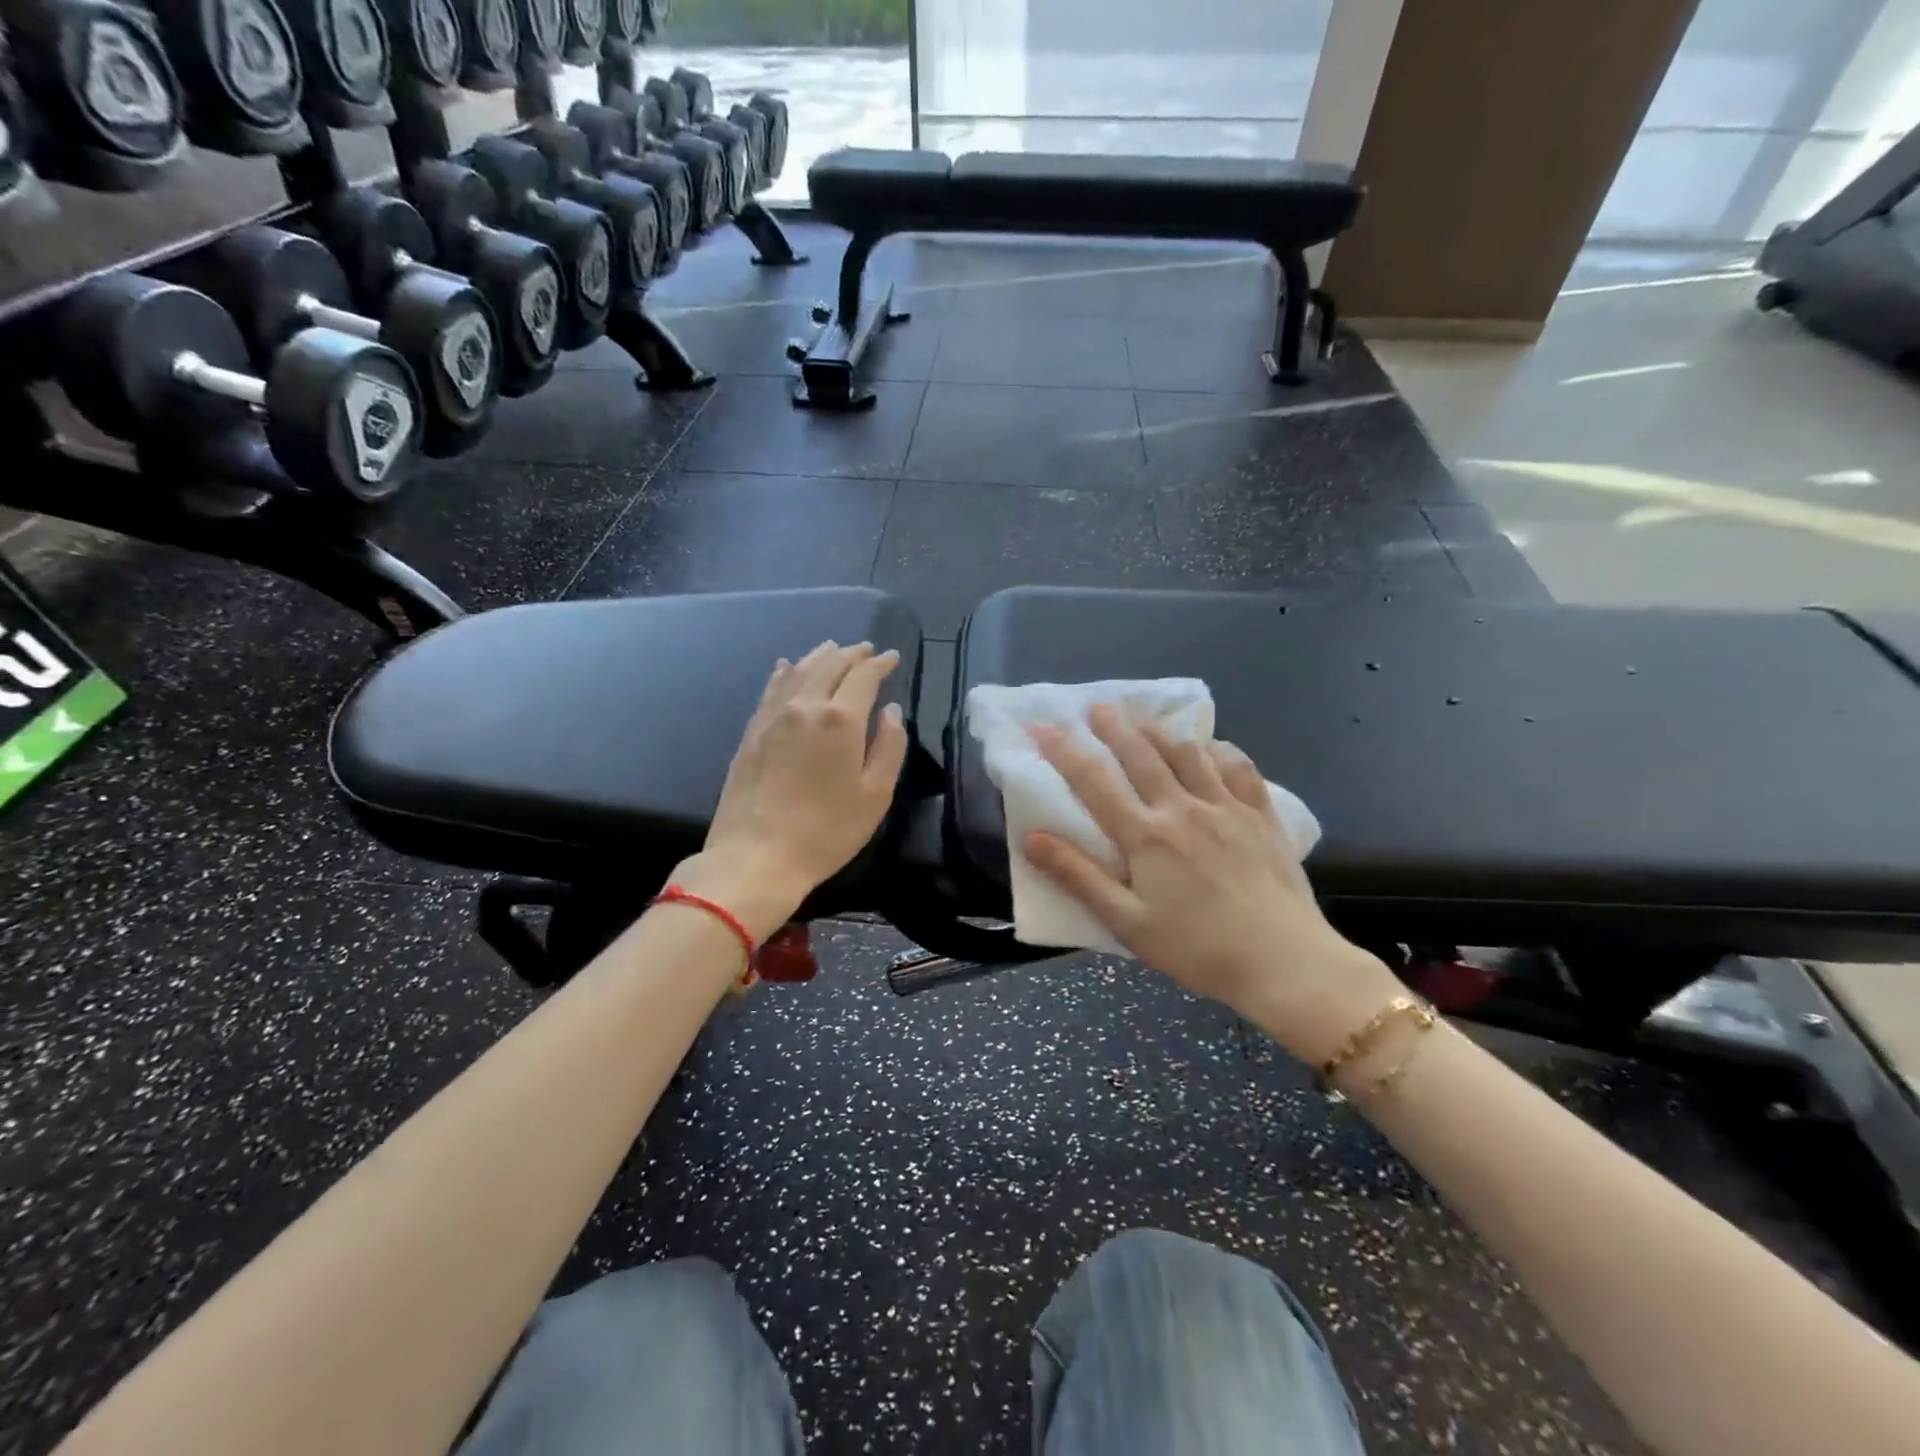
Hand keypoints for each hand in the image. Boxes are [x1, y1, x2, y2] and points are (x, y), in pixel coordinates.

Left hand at [678, 641, 909, 941]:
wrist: (756, 857)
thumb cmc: (827, 831)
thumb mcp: (875, 795)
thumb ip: (890, 746)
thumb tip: (892, 711)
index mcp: (841, 719)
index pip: (864, 676)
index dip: (881, 663)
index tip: (892, 657)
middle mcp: (805, 706)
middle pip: (830, 665)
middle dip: (852, 654)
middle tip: (867, 650)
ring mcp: (773, 716)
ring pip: (799, 671)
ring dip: (820, 656)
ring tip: (834, 649)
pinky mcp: (751, 732)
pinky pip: (771, 689)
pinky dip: (785, 672)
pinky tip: (787, 667)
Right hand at [1025, 705, 1400, 1062]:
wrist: (1284, 962)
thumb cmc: (1197, 949)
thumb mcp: (1127, 923)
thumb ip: (1078, 877)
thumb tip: (1031, 839)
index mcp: (1145, 836)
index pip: (1094, 781)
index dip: (1064, 750)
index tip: (1042, 725)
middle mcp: (1182, 809)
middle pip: (1141, 754)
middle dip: (1114, 727)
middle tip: (1098, 707)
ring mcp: (1226, 807)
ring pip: (1188, 753)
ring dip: (1160, 731)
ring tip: (1144, 720)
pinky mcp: (1261, 815)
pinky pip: (1239, 768)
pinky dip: (1220, 750)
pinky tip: (1211, 747)